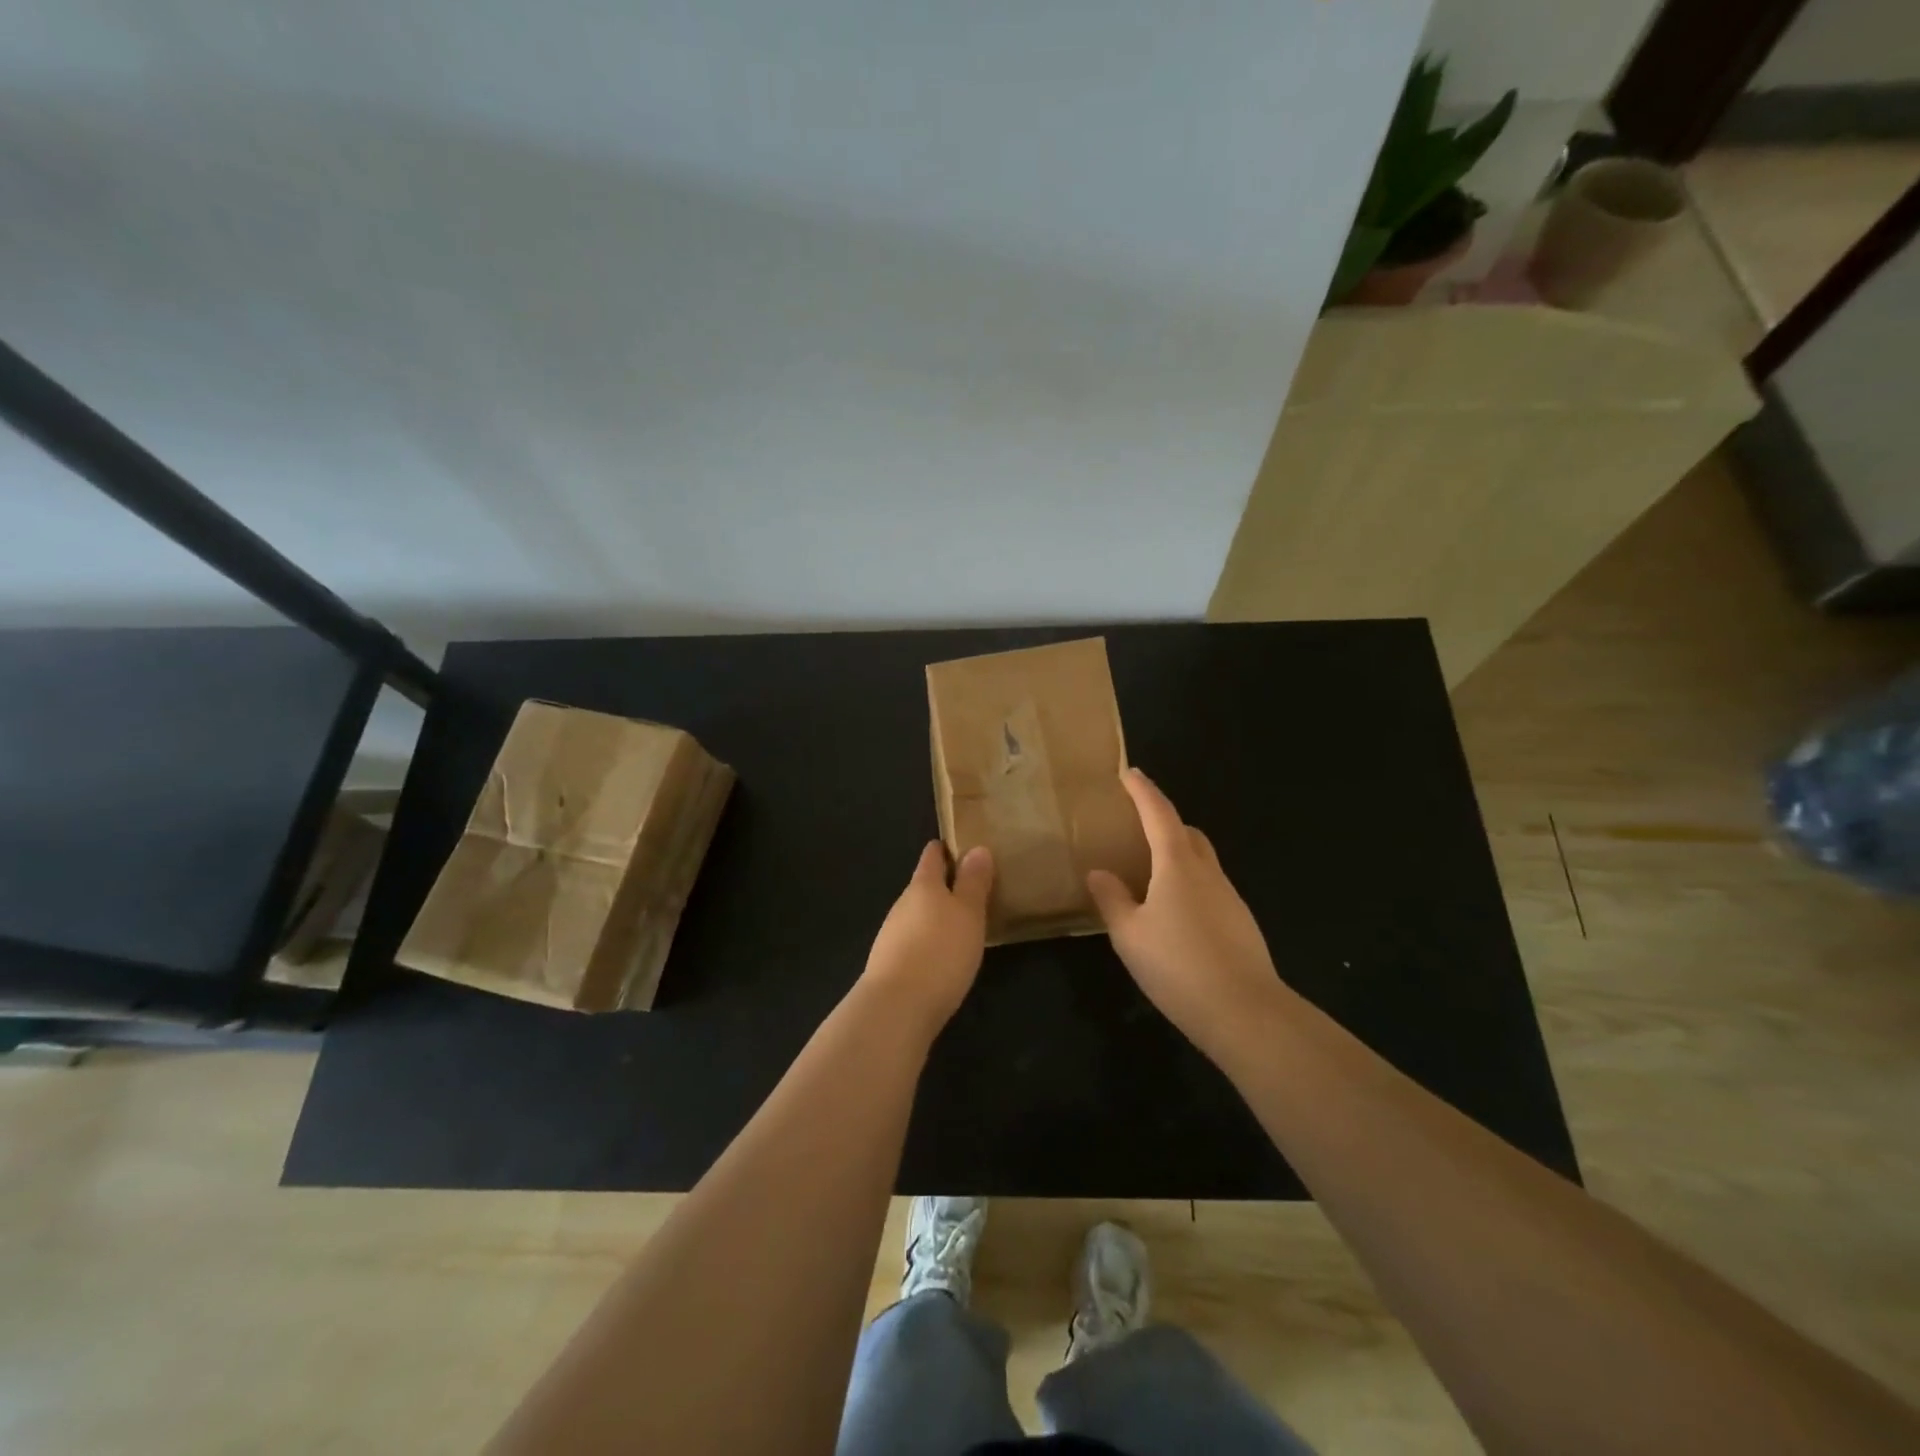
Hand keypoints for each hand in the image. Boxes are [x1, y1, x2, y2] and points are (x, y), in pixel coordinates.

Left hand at [860, 842, 993, 1038]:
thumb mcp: (968, 913)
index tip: (963, 847)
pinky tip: (942, 957)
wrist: (897, 1007)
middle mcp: (903, 904)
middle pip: (923, 886)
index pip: (932, 856)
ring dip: (936, 916)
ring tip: (962, 924)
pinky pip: (913, 941)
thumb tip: (977, 848)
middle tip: (973, 890)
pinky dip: (928, 941)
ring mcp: (892, 934)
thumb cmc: (940, 951)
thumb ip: (973, 882)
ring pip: (917, 915)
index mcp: (923, 885)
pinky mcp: (890, 963)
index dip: (946, 849)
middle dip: (944, 886)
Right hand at [1087, 769, 1286, 1065]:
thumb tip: (1099, 873)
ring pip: (1201, 861)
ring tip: (1150, 873)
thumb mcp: (1130, 935)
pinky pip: (1210, 888)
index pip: (1159, 814)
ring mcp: (1229, 897)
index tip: (1130, 772)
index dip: (1143, 791)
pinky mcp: (1240, 923)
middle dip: (1164, 821)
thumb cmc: (1178, 965)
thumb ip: (1112, 900)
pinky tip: (1174, 914)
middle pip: (1187, 833)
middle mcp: (1208, 873)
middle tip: (1138, 825)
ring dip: (1178, 854)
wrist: (1245, 1012)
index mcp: (1178, 865)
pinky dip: (1189, 884)